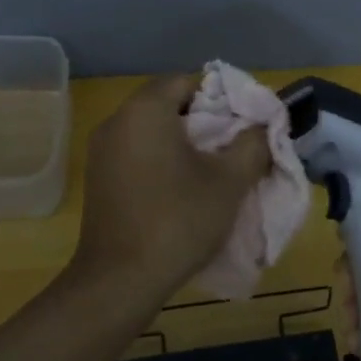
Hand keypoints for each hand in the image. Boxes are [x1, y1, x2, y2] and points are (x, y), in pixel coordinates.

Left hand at [72, 74, 270, 302]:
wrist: (121, 279)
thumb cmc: (179, 220)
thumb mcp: (229, 181)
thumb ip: (252, 144)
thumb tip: (261, 127)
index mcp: (145, 111)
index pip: (186, 81)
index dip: (219, 96)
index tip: (241, 123)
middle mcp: (117, 122)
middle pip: (166, 103)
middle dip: (202, 120)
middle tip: (231, 146)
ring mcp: (101, 151)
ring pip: (150, 130)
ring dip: (180, 142)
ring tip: (210, 169)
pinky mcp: (98, 179)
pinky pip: (135, 153)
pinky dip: (159, 159)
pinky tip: (180, 188)